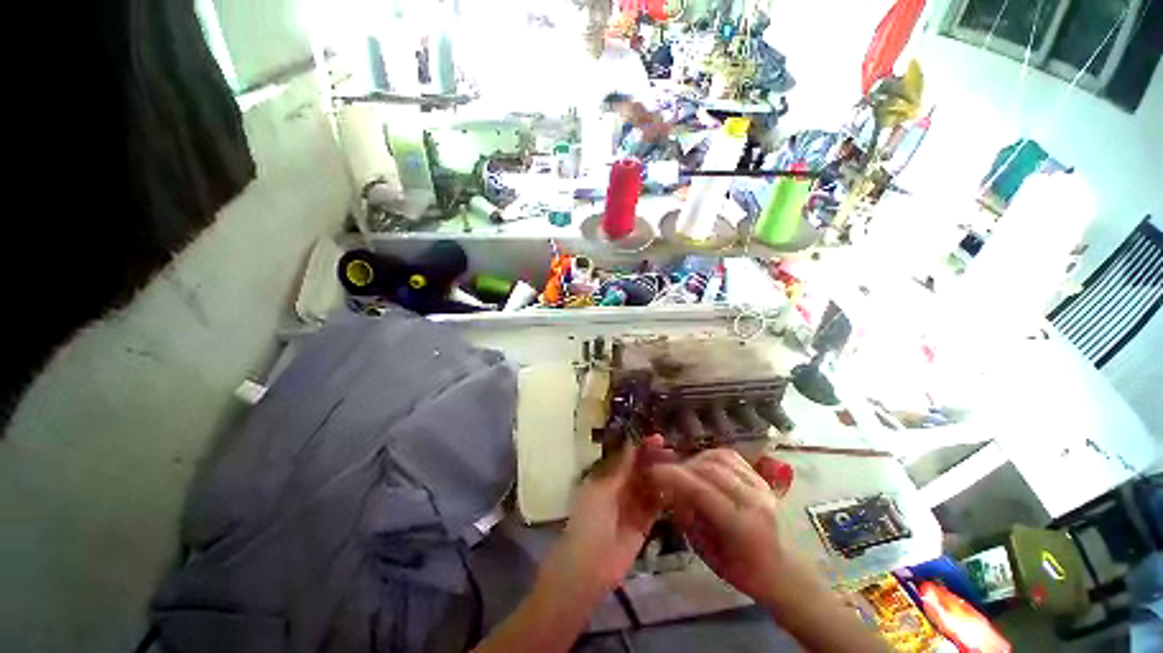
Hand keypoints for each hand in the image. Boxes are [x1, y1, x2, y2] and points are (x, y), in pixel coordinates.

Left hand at [553, 436, 665, 591]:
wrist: (589, 567)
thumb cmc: (590, 520)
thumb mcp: (603, 488)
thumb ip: (620, 467)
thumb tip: (632, 442)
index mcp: (605, 476)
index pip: (625, 457)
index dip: (640, 447)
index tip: (657, 438)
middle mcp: (619, 488)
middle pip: (639, 470)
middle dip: (653, 459)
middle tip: (673, 450)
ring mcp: (631, 506)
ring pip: (649, 486)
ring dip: (661, 476)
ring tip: (680, 465)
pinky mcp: (643, 524)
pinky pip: (655, 505)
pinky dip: (665, 496)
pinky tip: (678, 486)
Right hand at [647, 448, 816, 608]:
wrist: (782, 569)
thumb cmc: (742, 569)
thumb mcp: (706, 551)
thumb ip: (686, 516)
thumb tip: (667, 489)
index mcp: (741, 525)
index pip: (700, 490)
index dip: (671, 476)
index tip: (651, 473)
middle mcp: (753, 499)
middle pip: (708, 468)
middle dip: (680, 467)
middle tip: (664, 473)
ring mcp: (759, 485)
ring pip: (718, 457)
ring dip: (694, 460)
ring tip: (683, 471)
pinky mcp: (760, 477)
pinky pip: (729, 456)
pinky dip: (709, 456)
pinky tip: (701, 465)